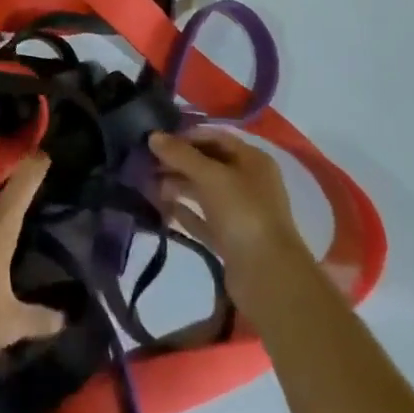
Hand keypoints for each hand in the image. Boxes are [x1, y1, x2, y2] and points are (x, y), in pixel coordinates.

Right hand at [150, 127, 321, 321]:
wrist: (268, 276)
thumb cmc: (242, 213)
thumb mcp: (210, 176)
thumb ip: (180, 154)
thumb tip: (152, 136)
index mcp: (252, 160)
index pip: (214, 138)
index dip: (185, 136)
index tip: (156, 141)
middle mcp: (248, 182)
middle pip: (207, 164)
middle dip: (177, 162)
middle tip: (145, 164)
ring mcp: (240, 213)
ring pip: (203, 192)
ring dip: (177, 186)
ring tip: (147, 185)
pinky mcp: (230, 239)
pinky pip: (203, 219)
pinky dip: (184, 212)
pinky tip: (162, 209)